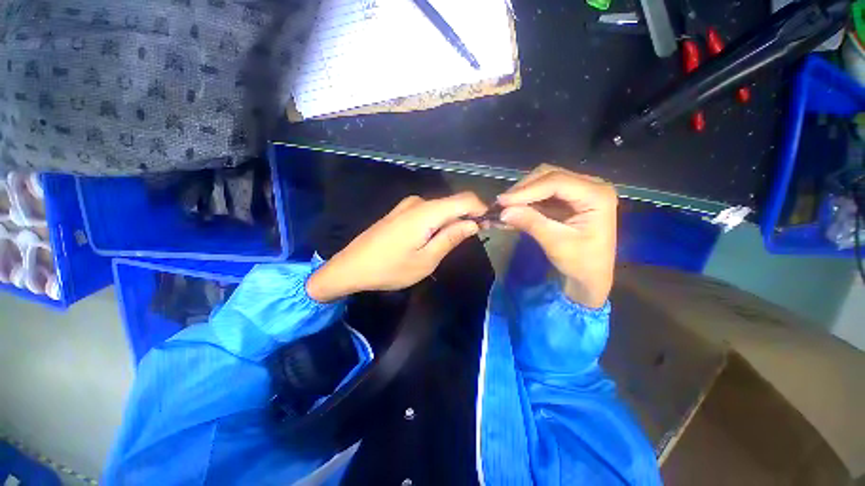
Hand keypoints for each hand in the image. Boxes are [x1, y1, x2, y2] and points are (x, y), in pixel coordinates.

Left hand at [306, 192, 486, 301]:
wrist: (351, 267)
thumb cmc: (390, 268)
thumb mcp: (426, 260)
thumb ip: (451, 238)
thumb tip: (473, 224)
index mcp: (427, 212)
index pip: (465, 199)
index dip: (481, 209)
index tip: (488, 225)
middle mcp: (418, 202)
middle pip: (453, 203)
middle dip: (467, 217)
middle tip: (472, 239)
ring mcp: (407, 205)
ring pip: (441, 208)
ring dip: (452, 221)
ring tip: (450, 243)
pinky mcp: (400, 212)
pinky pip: (428, 212)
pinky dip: (438, 221)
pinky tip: (432, 239)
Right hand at [498, 164, 616, 307]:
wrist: (590, 276)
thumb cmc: (581, 263)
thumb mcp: (556, 243)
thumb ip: (531, 223)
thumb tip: (503, 211)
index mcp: (597, 195)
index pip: (556, 182)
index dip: (527, 190)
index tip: (502, 201)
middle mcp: (590, 186)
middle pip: (548, 176)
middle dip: (522, 190)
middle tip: (501, 205)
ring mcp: (577, 190)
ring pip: (542, 181)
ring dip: (521, 194)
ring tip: (503, 208)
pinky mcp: (566, 198)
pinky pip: (540, 193)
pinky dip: (524, 201)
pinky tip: (510, 211)